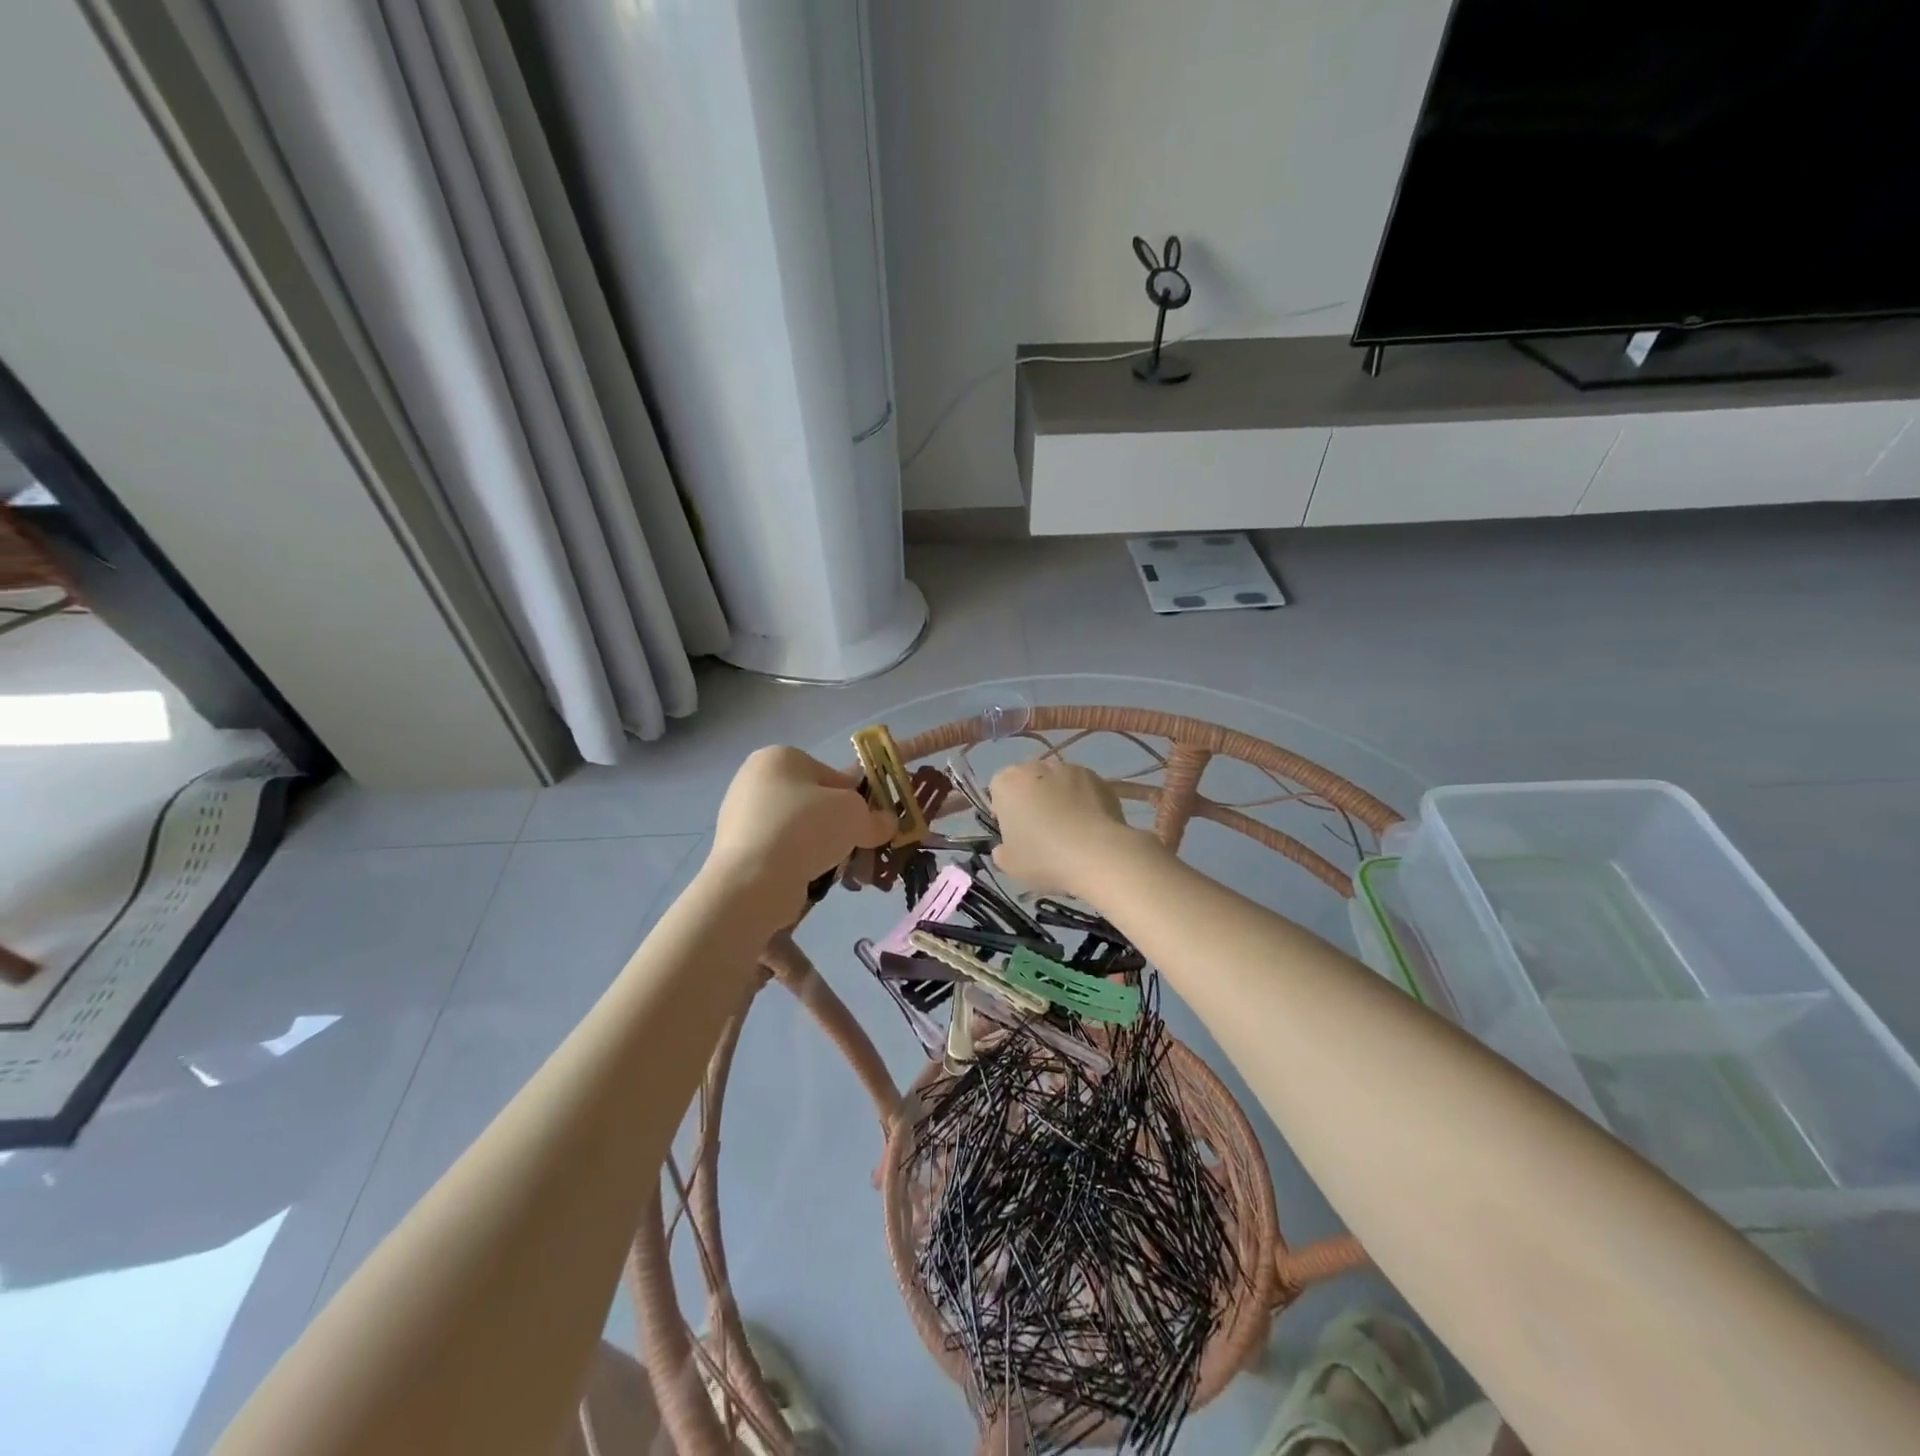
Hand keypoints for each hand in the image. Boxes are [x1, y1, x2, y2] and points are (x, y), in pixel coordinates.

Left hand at [707, 747, 893, 918]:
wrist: (753, 881)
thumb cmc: (805, 829)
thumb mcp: (855, 815)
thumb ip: (875, 817)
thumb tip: (884, 824)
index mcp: (780, 757)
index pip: (832, 775)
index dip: (857, 800)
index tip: (869, 824)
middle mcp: (755, 780)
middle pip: (815, 803)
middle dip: (839, 827)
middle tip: (856, 848)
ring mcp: (741, 816)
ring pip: (799, 830)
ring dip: (822, 848)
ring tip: (838, 871)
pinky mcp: (737, 849)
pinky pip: (781, 851)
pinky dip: (799, 863)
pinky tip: (811, 880)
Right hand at [989, 757, 1155, 900]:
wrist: (1098, 854)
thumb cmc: (1044, 857)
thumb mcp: (1010, 865)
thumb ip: (1002, 851)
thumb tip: (1006, 848)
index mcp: (1007, 783)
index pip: (998, 789)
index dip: (1004, 811)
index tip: (1014, 832)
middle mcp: (1037, 766)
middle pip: (1028, 781)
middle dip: (1032, 799)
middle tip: (1041, 830)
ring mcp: (1071, 769)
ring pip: (1058, 782)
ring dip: (1059, 797)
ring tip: (1070, 828)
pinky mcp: (1099, 778)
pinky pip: (1084, 789)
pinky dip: (1084, 801)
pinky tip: (1090, 826)